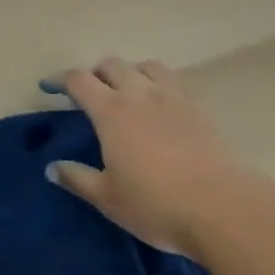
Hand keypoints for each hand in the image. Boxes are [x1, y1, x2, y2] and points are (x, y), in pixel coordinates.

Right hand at [46, 57, 242, 253]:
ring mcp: (173, 99)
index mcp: (111, 111)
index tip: (49, 87)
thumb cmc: (157, 204)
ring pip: (146, 66)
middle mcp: (139, 94)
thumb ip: (77, 178)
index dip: (60, 80)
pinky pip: (175, 82)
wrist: (226, 209)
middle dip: (96, 72)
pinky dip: (160, 83)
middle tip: (89, 92)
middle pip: (112, 65)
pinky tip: (161, 104)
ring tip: (127, 90)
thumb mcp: (108, 198)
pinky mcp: (200, 110)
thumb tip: (52, 167)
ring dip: (131, 71)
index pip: (79, 80)